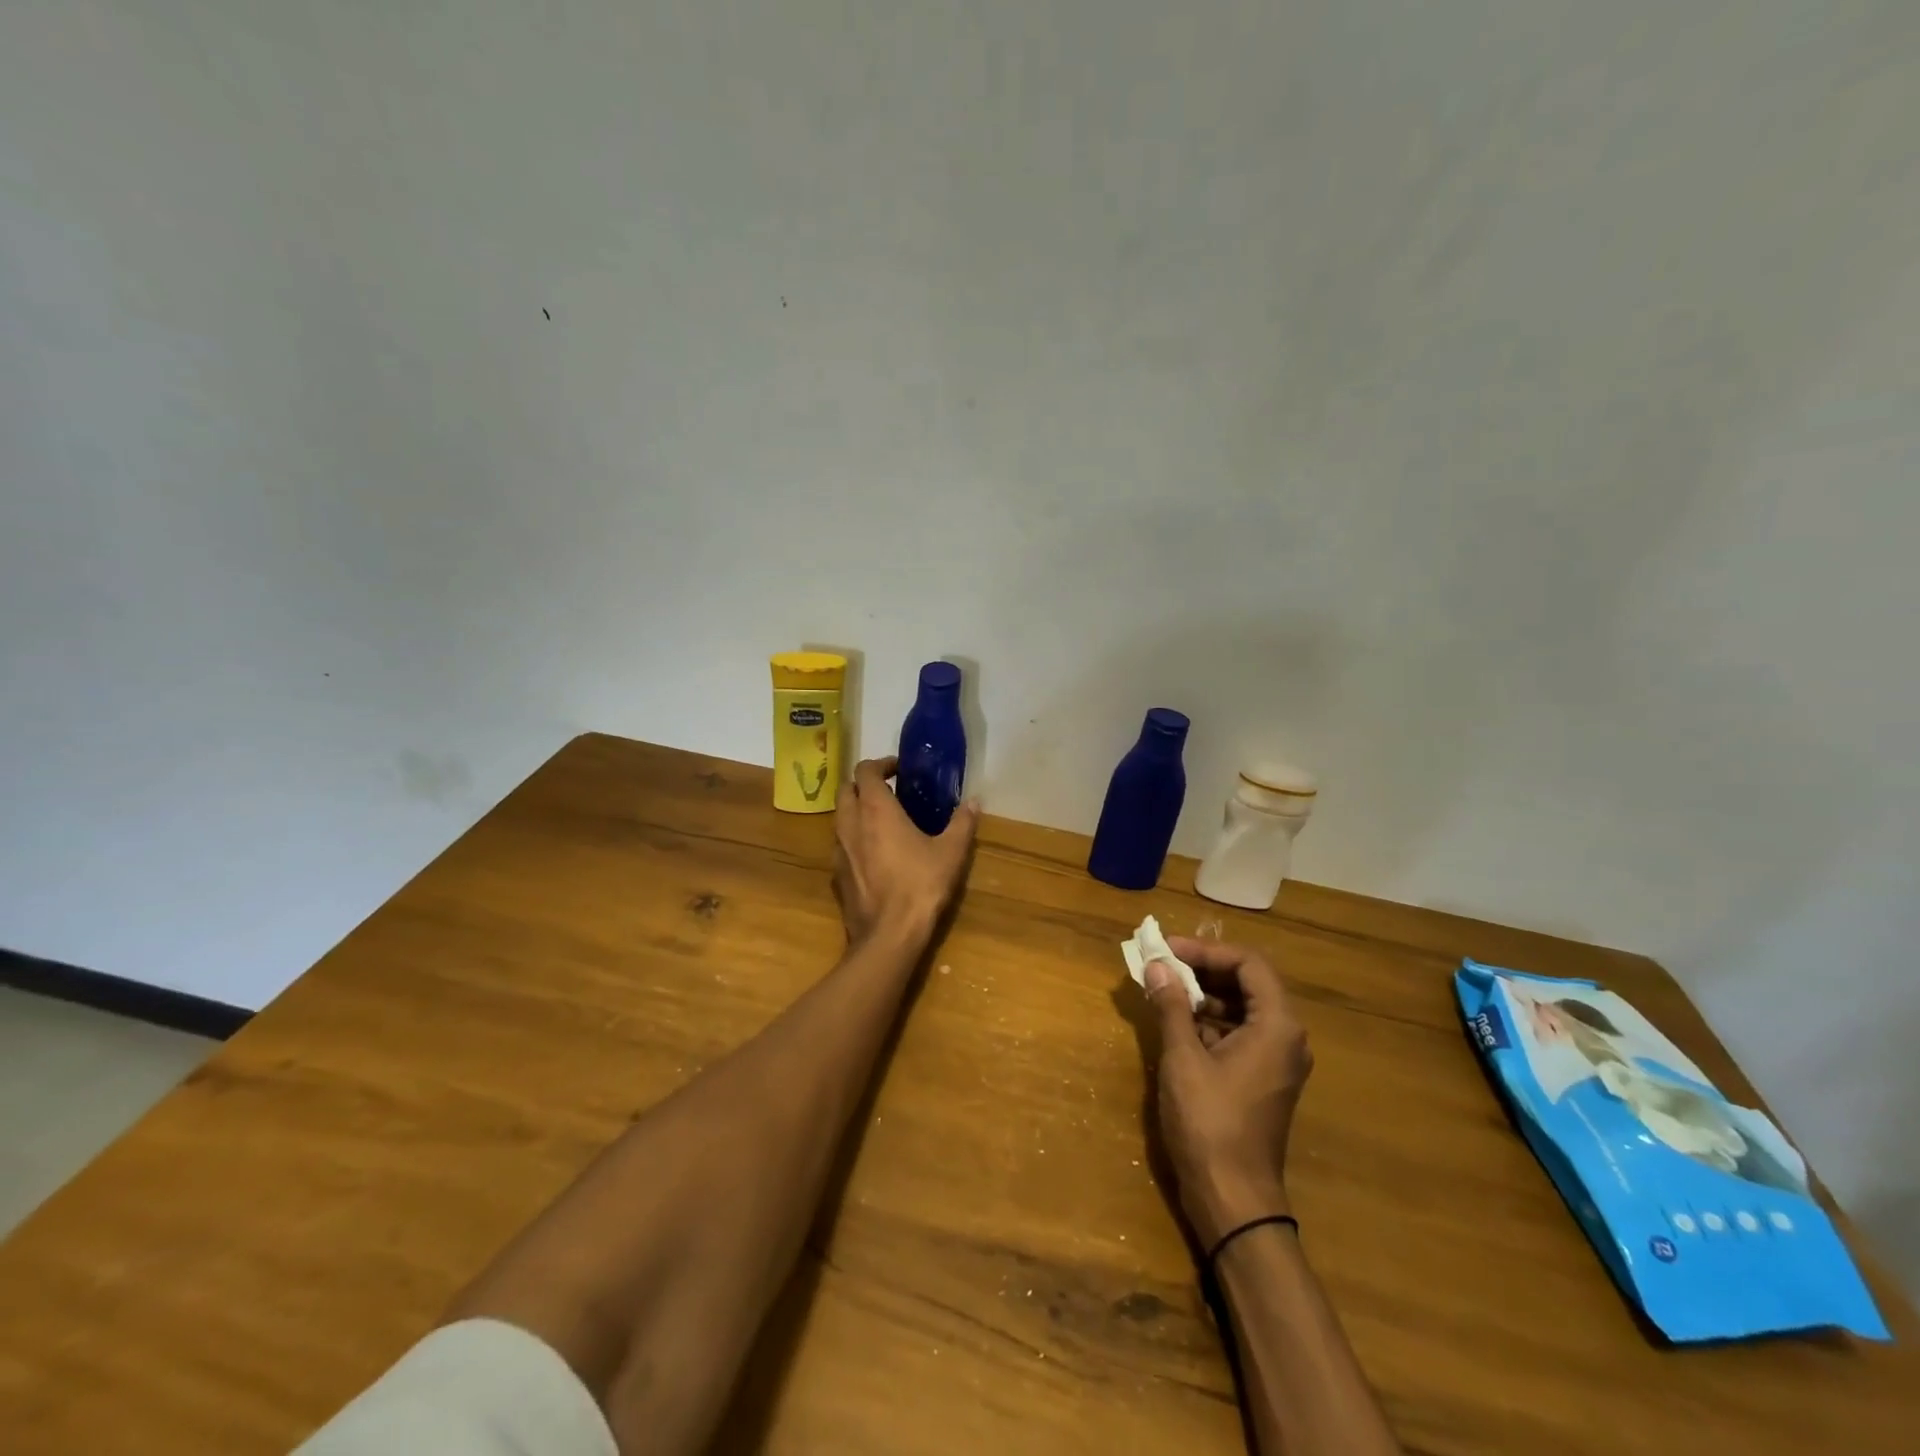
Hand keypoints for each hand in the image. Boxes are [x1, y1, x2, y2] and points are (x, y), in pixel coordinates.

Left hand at [832, 757, 979, 944]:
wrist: (888, 935)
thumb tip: (974, 801)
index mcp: (875, 809)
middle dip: (863, 785)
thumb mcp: (951, 853)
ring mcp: (838, 850)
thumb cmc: (921, 886)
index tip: (899, 770)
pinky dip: (853, 840)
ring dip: (856, 812)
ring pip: (839, 818)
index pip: (865, 770)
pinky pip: (840, 845)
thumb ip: (962, 823)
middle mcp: (850, 823)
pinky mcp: (835, 875)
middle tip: (889, 793)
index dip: (881, 764)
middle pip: (845, 790)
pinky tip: (874, 855)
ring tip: (882, 822)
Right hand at [1143, 938, 1312, 1247]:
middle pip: (1247, 983)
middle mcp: (1286, 1038)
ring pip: (1241, 1009)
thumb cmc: (1210, 1122)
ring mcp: (1276, 1061)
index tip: (1168, 949)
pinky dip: (1209, 1022)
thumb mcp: (1183, 1058)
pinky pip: (1239, 1034)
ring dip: (1203, 995)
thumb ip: (1172, 1006)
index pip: (1248, 964)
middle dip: (1202, 969)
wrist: (1233, 1200)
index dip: (1207, 950)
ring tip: (1162, 991)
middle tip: (1161, 965)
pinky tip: (1176, 1025)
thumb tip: (1158, 965)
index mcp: (1277, 1026)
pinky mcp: (1262, 1080)